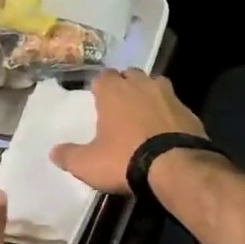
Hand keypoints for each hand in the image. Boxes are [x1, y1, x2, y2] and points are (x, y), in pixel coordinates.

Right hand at [50, 70, 205, 193]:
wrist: (176, 168)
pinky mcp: (190, 111)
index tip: (98, 101)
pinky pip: (174, 106)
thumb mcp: (88, 164)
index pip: (103, 77)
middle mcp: (142, 84)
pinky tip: (165, 131)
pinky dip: (168, 114)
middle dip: (125, 86)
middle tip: (120, 108)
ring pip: (155, 85)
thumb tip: (54, 152)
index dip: (100, 88)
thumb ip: (69, 156)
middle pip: (130, 76)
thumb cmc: (124, 159)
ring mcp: (169, 95)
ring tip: (144, 116)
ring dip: (149, 95)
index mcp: (114, 90)